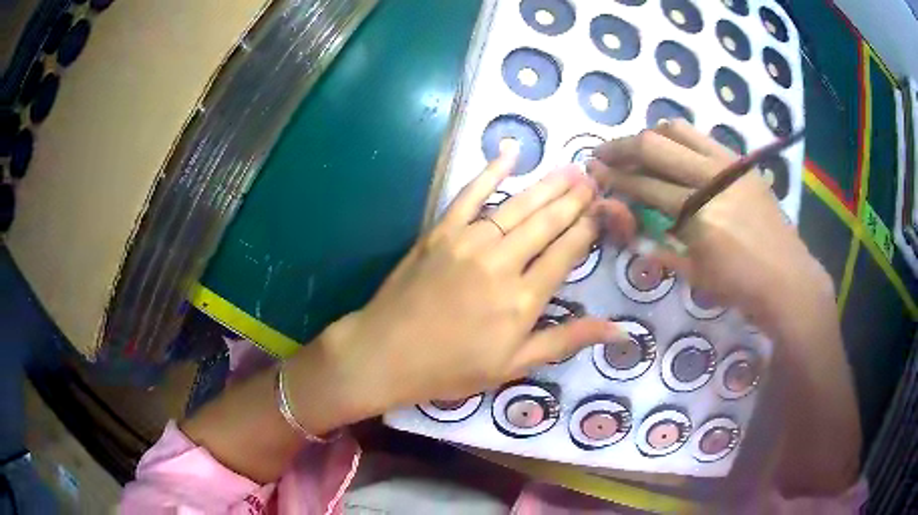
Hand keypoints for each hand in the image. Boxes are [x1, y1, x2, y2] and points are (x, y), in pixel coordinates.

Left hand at [302, 146, 628, 420]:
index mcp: (523, 300)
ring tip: (571, 169)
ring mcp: (468, 242)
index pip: (566, 252)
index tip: (604, 209)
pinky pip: (469, 195)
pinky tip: (510, 153)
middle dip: (574, 199)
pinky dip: (490, 171)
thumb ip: (566, 341)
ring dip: (547, 185)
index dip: (588, 227)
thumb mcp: (514, 366)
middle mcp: (501, 263)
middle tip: (593, 178)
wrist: (386, 354)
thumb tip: (620, 331)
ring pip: (518, 206)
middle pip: (547, 222)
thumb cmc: (451, 368)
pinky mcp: (440, 232)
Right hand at [589, 121, 859, 495]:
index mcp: (699, 214)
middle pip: (655, 145)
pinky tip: (670, 149)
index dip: (615, 177)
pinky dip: (678, 137)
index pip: (645, 185)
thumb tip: (628, 226)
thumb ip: (658, 246)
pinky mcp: (741, 163)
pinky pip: (701, 137)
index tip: (593, 172)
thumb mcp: (694, 274)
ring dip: (649, 136)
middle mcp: (713, 179)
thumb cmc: (740, 287)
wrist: (788, 279)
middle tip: (603, 155)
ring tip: (635, 149)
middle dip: (621, 148)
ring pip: (677, 131)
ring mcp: (729, 165)